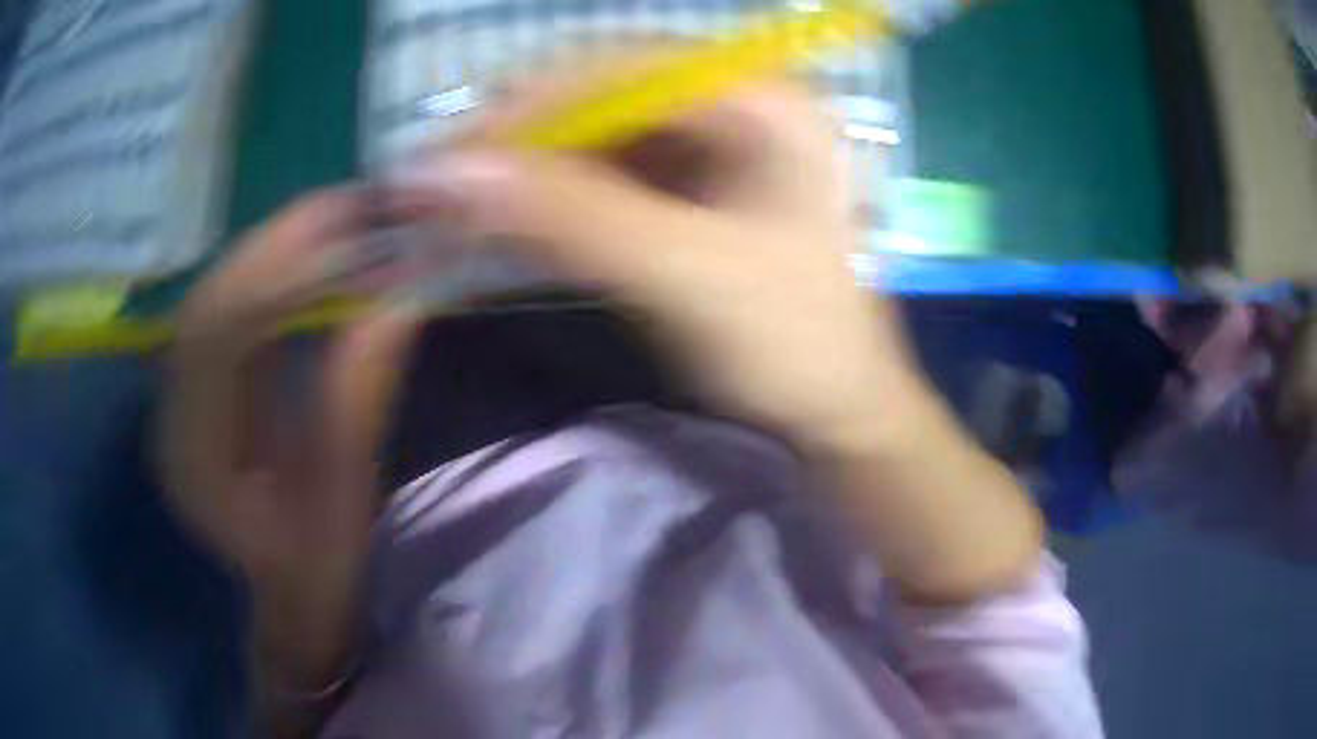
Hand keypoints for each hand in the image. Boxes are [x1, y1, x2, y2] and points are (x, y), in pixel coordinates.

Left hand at [156, 187, 421, 688]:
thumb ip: (356, 394)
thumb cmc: (315, 565)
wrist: (289, 592)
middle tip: (355, 203)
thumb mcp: (341, 496)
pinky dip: (273, 274)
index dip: (280, 271)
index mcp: (191, 453)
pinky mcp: (201, 384)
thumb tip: (401, 295)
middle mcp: (170, 410)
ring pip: (218, 293)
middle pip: (211, 298)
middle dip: (281, 241)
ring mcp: (180, 392)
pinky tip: (314, 257)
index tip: (353, 230)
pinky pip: (230, 310)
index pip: (217, 335)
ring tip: (343, 218)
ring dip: (278, 249)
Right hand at [389, 63, 921, 449]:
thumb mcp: (687, 276)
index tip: (453, 156)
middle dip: (526, 140)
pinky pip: (609, 177)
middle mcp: (739, 105)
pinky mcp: (693, 190)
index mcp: (764, 101)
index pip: (624, 68)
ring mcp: (716, 148)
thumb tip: (446, 173)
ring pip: (600, 137)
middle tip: (450, 187)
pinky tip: (516, 227)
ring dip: (532, 173)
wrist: (838, 414)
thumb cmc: (794, 344)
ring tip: (469, 212)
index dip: (532, 104)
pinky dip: (557, 201)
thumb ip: (570, 217)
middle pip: (607, 96)